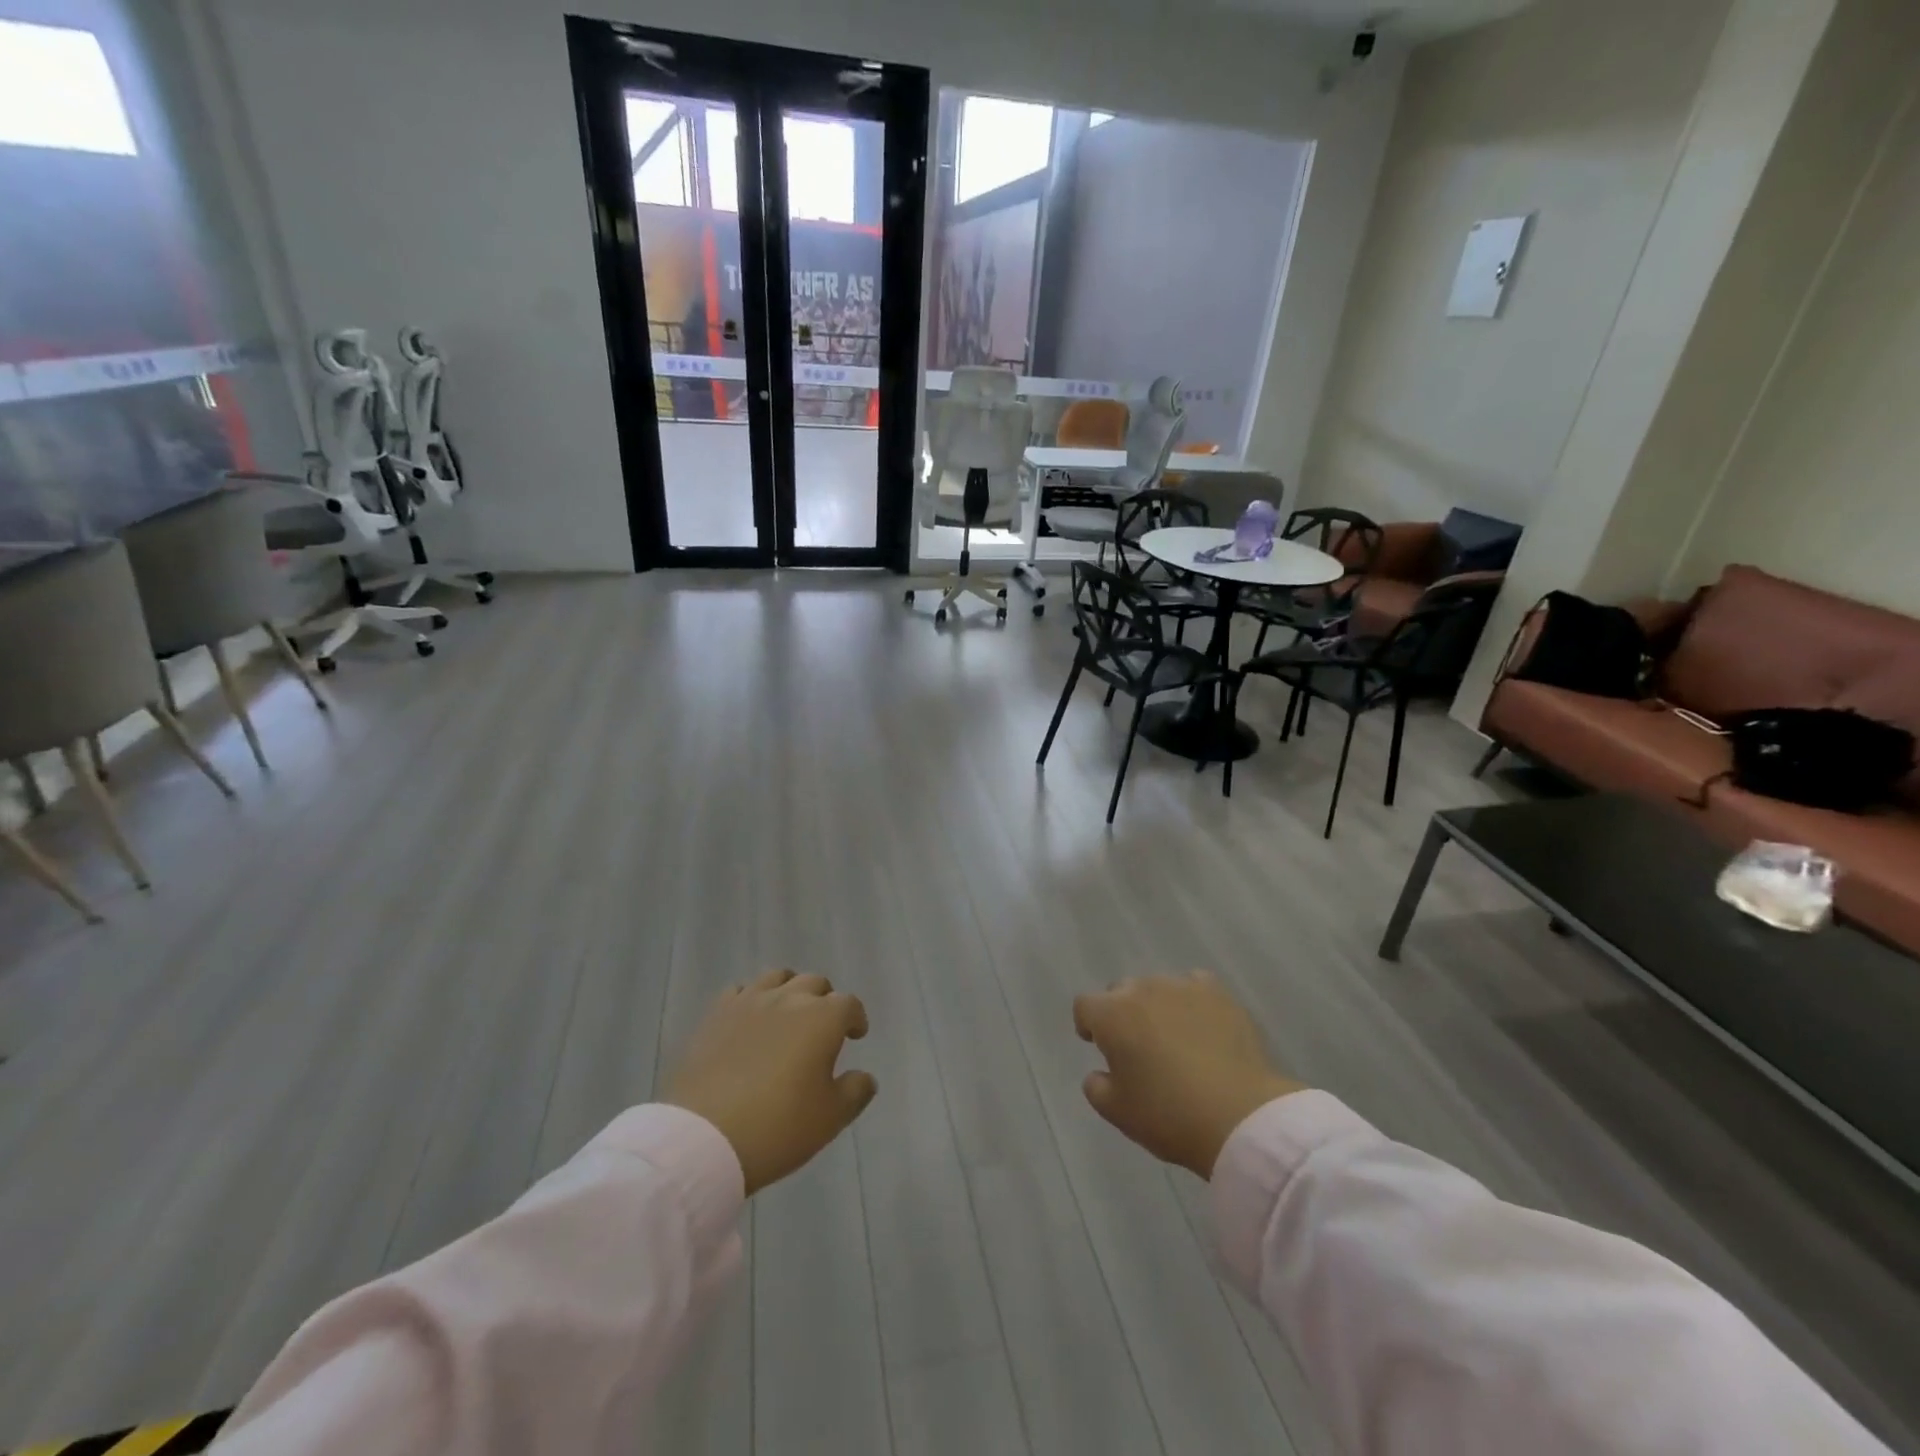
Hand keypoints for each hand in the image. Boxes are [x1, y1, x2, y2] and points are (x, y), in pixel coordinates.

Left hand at [666, 970, 876, 1195]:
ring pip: (777, 977)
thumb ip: (855, 1091)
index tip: (855, 1035)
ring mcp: (748, 1002)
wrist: (704, 1138)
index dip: (856, 1018)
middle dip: (825, 999)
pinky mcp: (716, 1015)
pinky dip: (752, 999)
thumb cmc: (778, 1127)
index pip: (849, 1004)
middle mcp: (788, 999)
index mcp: (822, 1018)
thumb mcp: (830, 1118)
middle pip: (814, 983)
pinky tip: (749, 1021)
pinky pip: (740, 991)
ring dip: (789, 990)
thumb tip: (865, 1076)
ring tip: (787, 1014)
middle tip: (823, 1026)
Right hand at [1074, 971, 1303, 1179]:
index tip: (1099, 1046)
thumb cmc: (1170, 1115)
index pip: (1085, 1006)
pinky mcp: (1218, 993)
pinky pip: (1194, 986)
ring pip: (1158, 988)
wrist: (1241, 1116)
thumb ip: (1096, 1087)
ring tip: (1174, 1038)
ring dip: (1157, 1006)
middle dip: (1122, 1013)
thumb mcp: (1118, 1113)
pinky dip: (1192, 1001)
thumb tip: (1099, 1073)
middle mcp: (1143, 989)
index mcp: (1112, 1015)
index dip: (1088, 1025)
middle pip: (1121, 991)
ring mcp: (1182, 986)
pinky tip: (1203, 1026)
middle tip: (1138, 1048)